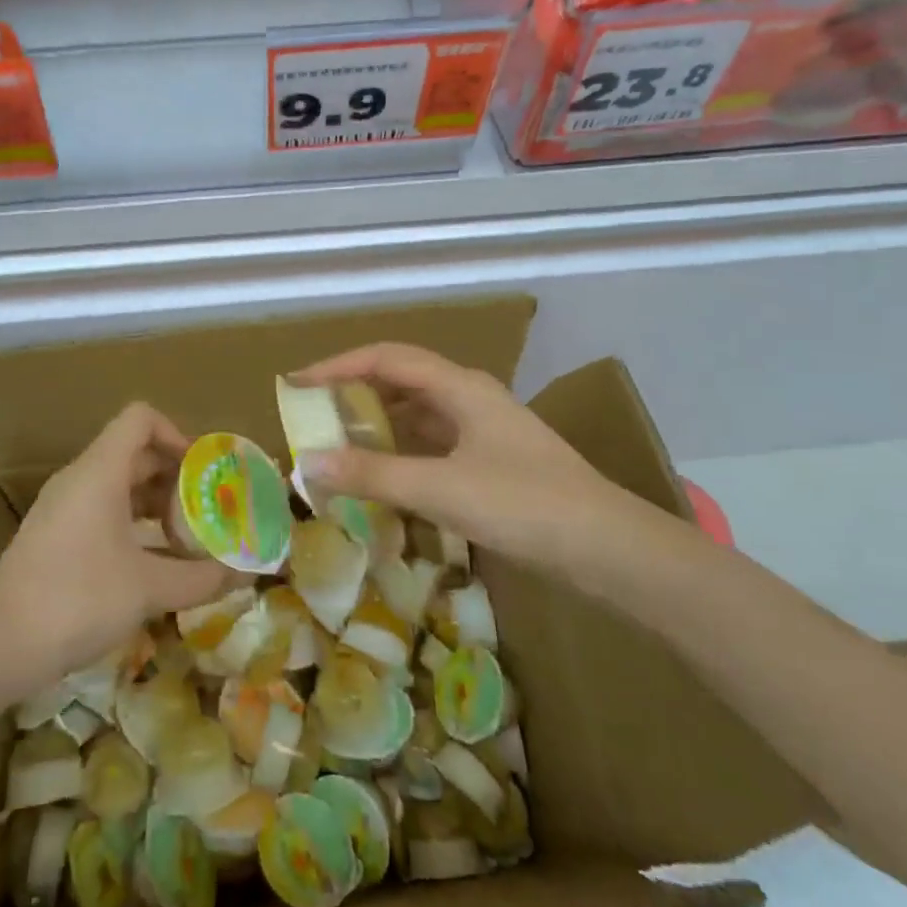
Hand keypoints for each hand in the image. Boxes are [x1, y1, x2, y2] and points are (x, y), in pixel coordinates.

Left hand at [0, 403, 229, 684]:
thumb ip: (201, 578)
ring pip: (118, 484)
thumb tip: (246, 574)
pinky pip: (102, 510)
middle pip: (134, 452)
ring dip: (155, 502)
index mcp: (100, 471)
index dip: (177, 434)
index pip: (141, 419)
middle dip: (175, 475)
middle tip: (207, 508)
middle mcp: (80, 479)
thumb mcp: (148, 589)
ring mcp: (63, 508)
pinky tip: (153, 562)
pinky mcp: (55, 536)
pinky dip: (132, 524)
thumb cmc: (77, 598)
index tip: (203, 472)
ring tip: (187, 537)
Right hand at [290, 342, 670, 576]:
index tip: (296, 386)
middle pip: (400, 380)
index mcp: (459, 386)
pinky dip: (400, 451)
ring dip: (377, 423)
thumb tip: (308, 463)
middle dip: (353, 393)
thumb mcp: (440, 488)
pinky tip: (384, 475)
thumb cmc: (524, 504)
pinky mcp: (491, 461)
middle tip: (312, 417)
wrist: (609, 549)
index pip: (385, 358)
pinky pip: (432, 443)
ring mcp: (483, 429)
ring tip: (338, 444)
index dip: (338, 366)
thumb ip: (372, 474)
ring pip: (417, 413)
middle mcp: (469, 397)